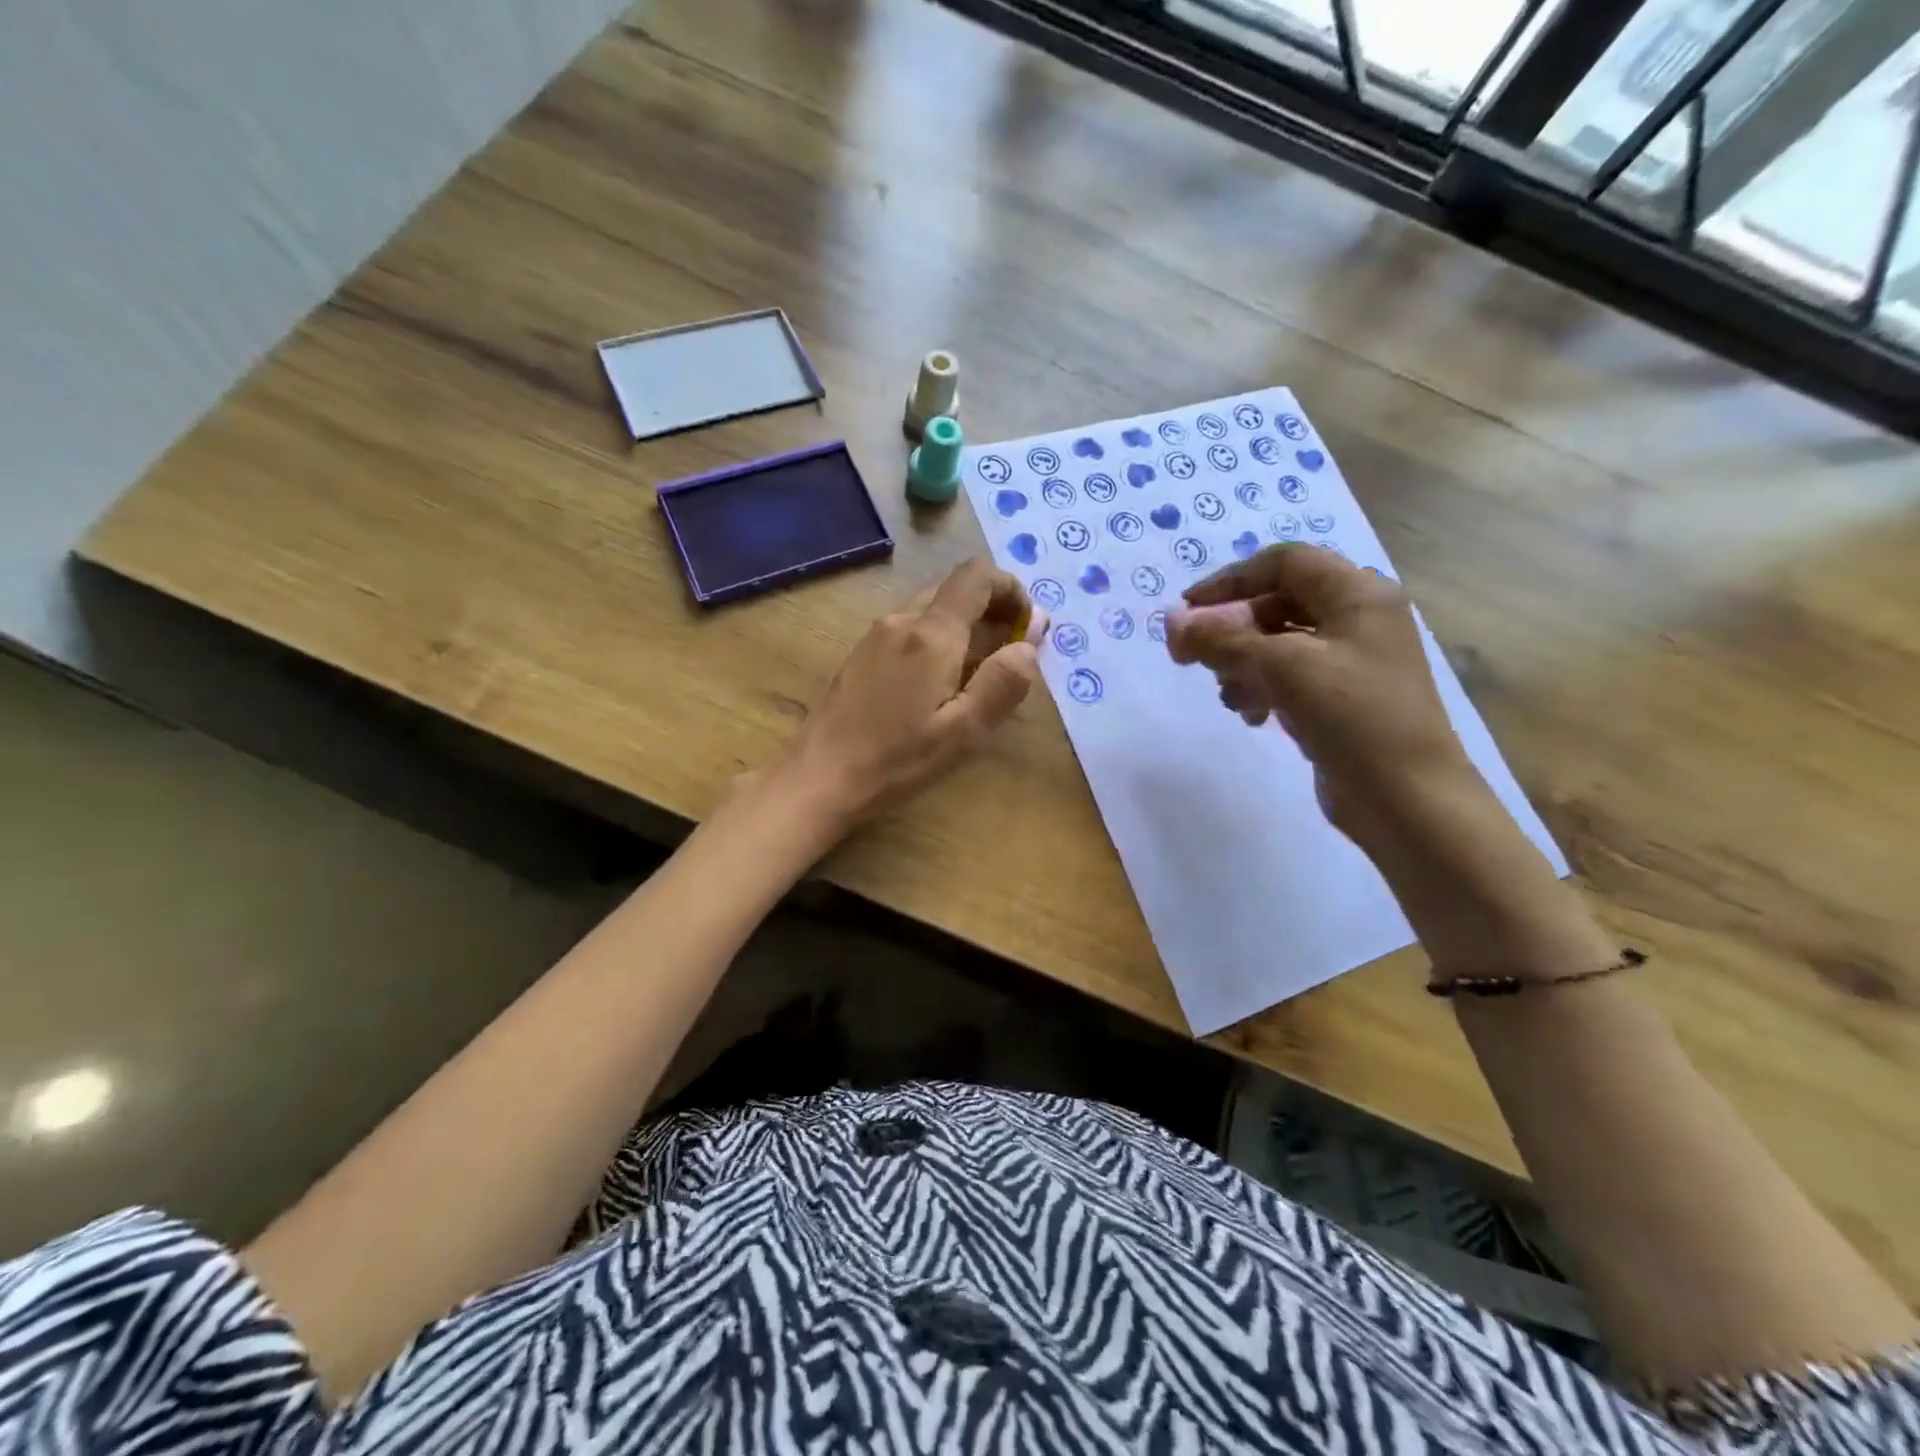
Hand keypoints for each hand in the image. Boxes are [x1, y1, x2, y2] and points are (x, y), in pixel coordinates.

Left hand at [775, 557, 1042, 828]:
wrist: (819, 777)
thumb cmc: (897, 759)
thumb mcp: (965, 731)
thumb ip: (1004, 682)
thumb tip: (1029, 642)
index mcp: (931, 633)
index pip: (978, 575)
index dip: (1012, 589)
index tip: (1029, 626)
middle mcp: (901, 620)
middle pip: (955, 589)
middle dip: (992, 610)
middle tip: (1011, 654)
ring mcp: (876, 635)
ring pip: (932, 608)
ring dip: (965, 627)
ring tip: (979, 676)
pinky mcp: (862, 654)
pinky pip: (910, 629)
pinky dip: (938, 640)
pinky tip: (939, 686)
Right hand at [1165, 543, 1474, 839]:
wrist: (1408, 798)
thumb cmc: (1353, 717)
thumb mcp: (1282, 668)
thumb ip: (1222, 640)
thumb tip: (1171, 623)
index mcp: (1357, 594)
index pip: (1283, 562)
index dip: (1230, 580)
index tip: (1188, 612)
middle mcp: (1358, 618)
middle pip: (1277, 603)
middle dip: (1231, 630)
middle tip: (1192, 659)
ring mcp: (1352, 661)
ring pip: (1279, 644)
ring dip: (1242, 664)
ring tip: (1228, 696)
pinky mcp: (1342, 698)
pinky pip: (1290, 677)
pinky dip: (1262, 689)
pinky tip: (1252, 716)